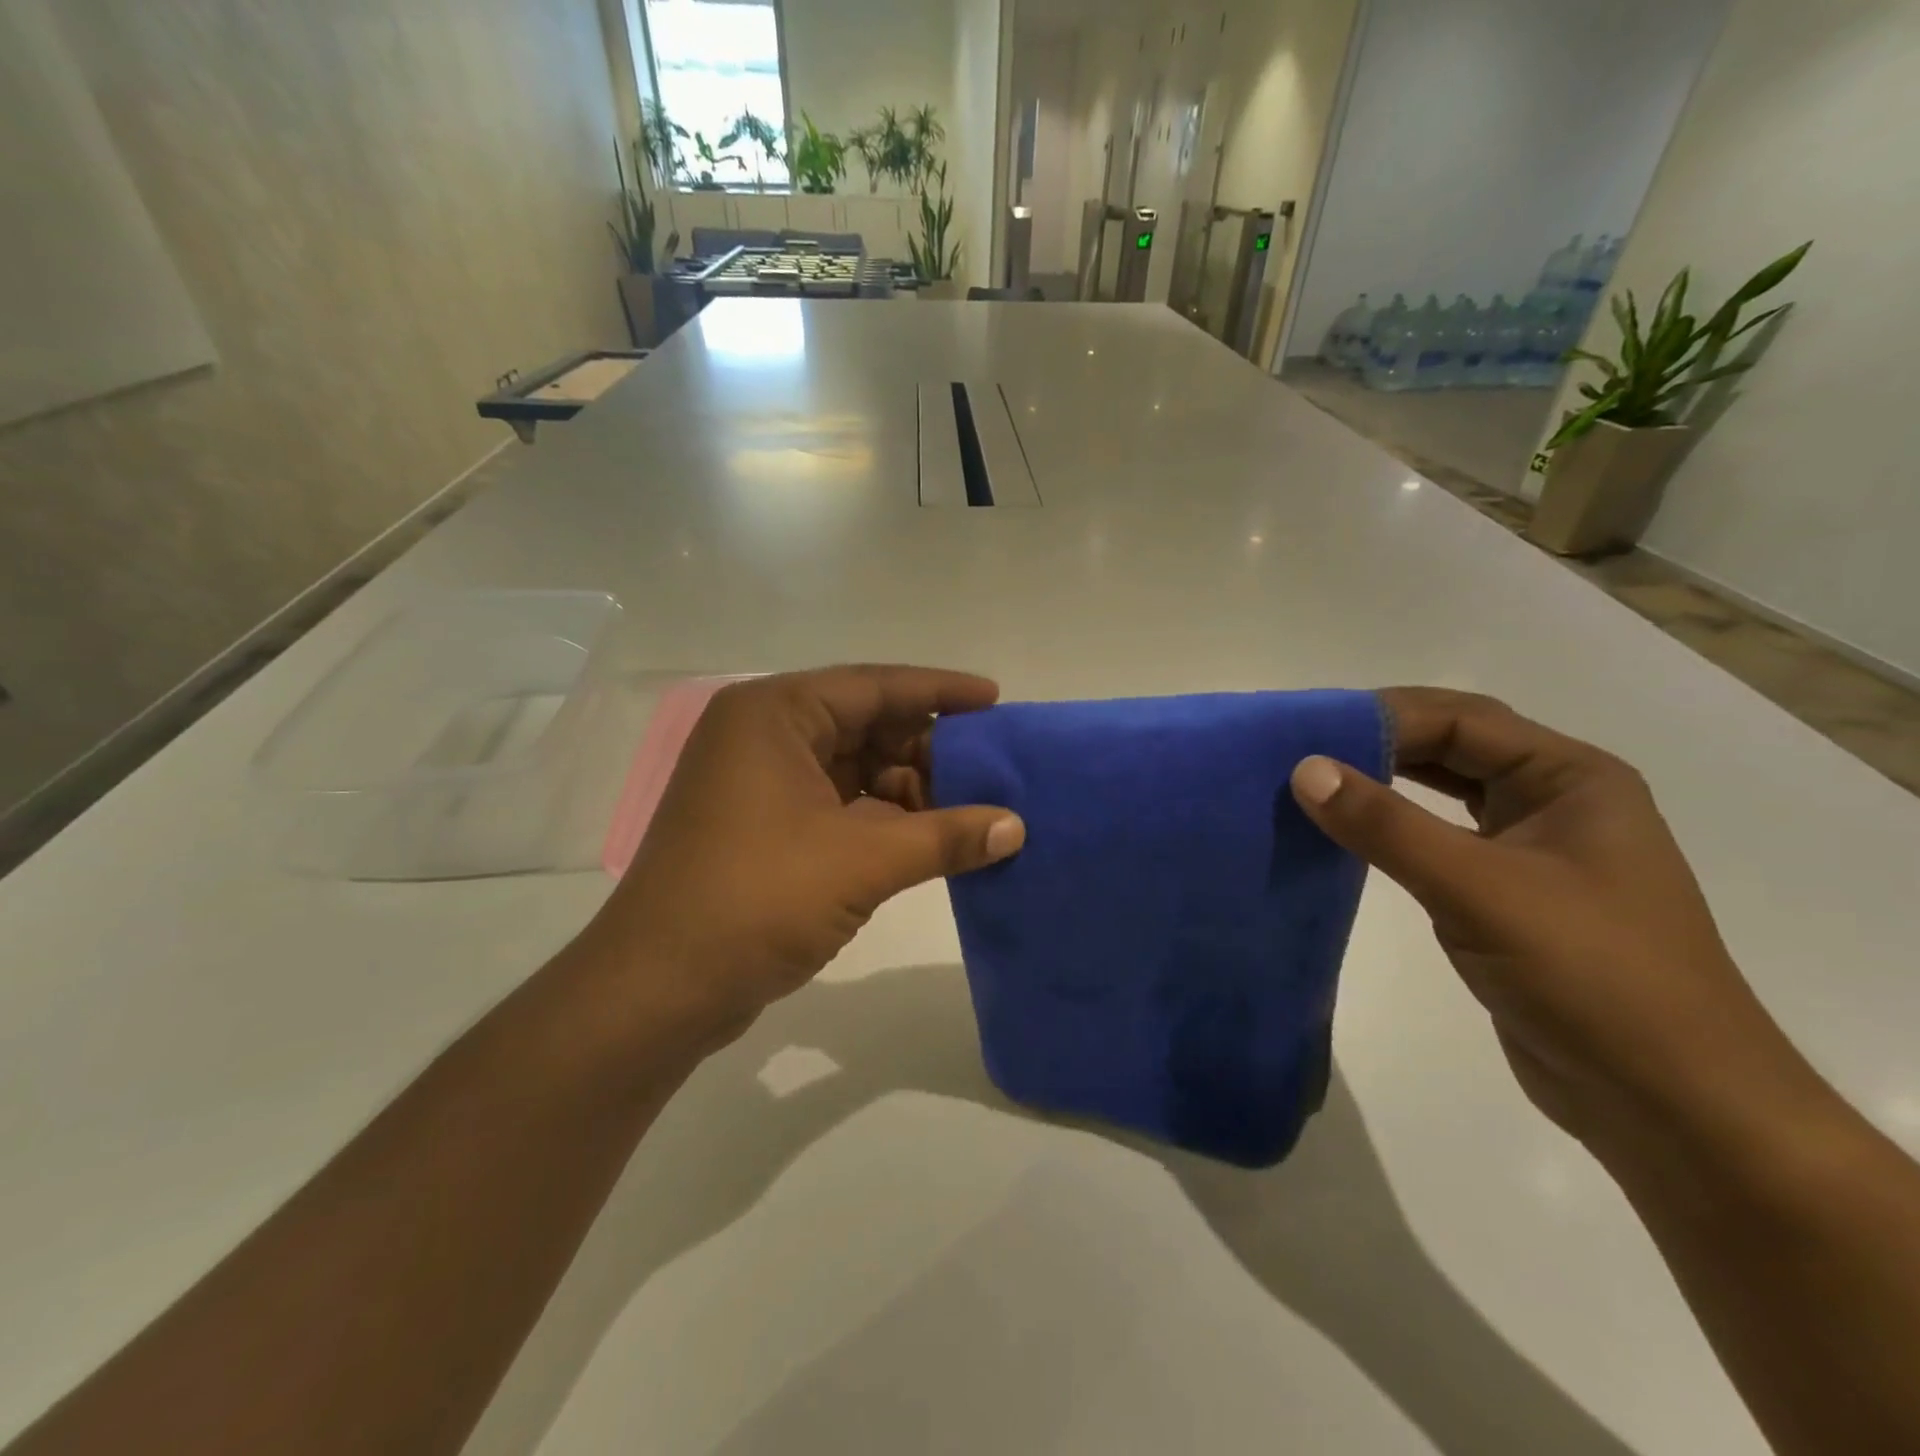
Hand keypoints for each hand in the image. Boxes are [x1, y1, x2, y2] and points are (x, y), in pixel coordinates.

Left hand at [576, 666, 1025, 1052]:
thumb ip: (945, 837)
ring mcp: (759, 784)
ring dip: (910, 789)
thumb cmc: (757, 899)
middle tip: (992, 771)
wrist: (658, 989)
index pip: (874, 685)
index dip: (940, 690)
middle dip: (928, 749)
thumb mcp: (862, 861)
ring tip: (971, 813)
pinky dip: (883, 819)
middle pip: (865, 725)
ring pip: (854, 769)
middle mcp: (763, 736)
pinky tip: (929, 840)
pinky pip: (838, 805)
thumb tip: (1017, 827)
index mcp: (774, 714)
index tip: (995, 700)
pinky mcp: (764, 827)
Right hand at [1290, 688, 1800, 1149]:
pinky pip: (1437, 841)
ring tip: (1310, 783)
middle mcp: (1555, 802)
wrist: (1670, 1106)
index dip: (1383, 716)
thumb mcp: (1481, 890)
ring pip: (1442, 795)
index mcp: (1572, 779)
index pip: (1463, 721)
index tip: (1307, 730)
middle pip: (1453, 749)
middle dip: (1378, 743)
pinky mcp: (1506, 896)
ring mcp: (1532, 850)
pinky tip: (1346, 835)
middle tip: (1299, 749)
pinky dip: (1391, 831)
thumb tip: (1304, 769)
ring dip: (1382, 785)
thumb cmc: (1592, 977)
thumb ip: (1388, 826)